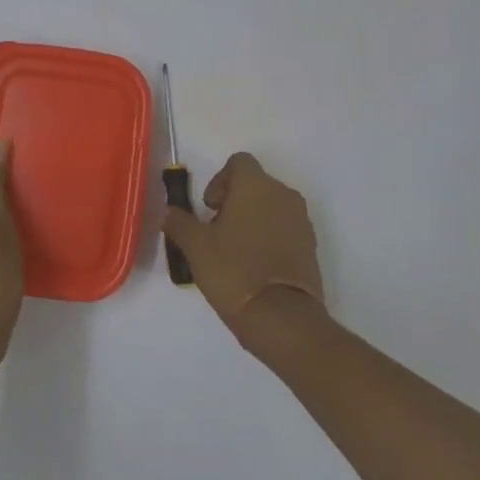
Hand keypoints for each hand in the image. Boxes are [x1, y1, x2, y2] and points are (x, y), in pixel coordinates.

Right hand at [161, 153, 323, 338]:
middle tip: (216, 231)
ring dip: (252, 220)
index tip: (209, 208)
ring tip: (234, 251)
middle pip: (256, 184)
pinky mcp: (311, 246)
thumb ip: (179, 222)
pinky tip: (254, 266)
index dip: (219, 180)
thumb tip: (168, 212)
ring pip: (271, 207)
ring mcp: (301, 221)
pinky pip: (285, 230)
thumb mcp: (195, 246)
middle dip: (234, 202)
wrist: (281, 317)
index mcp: (256, 185)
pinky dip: (269, 238)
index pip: (238, 162)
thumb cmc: (234, 270)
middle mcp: (283, 194)